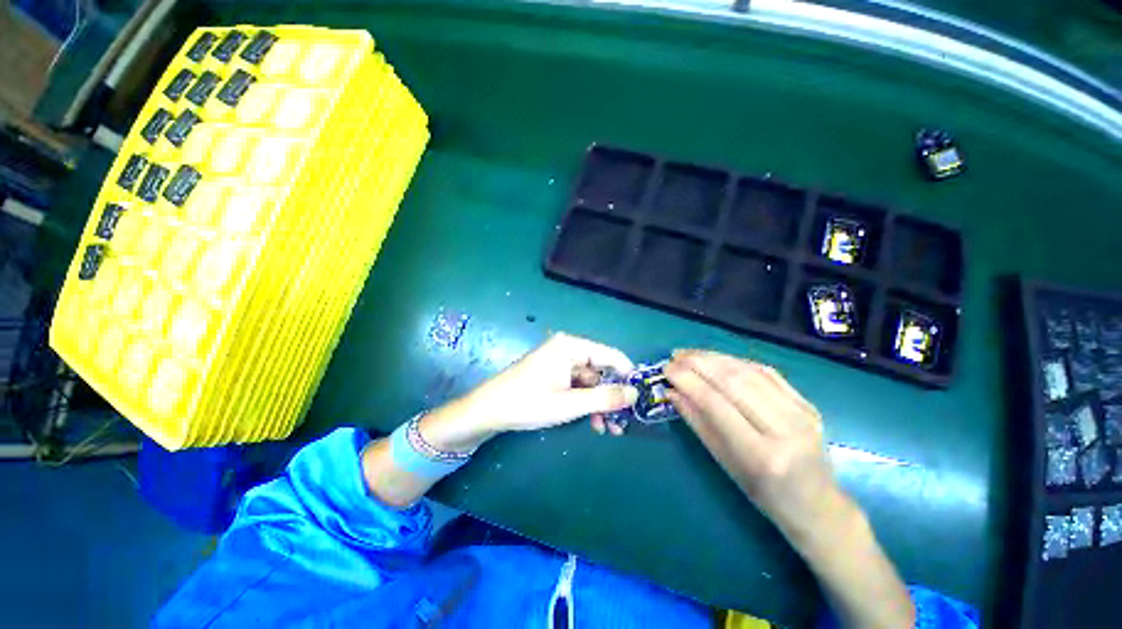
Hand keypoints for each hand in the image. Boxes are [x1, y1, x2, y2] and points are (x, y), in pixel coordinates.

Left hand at [419, 333, 638, 451]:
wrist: (487, 411)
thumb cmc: (527, 403)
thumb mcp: (569, 404)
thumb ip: (604, 398)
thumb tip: (634, 394)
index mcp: (571, 346)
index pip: (611, 355)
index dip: (627, 376)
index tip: (638, 399)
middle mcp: (567, 349)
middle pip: (601, 370)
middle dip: (611, 397)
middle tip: (622, 422)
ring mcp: (559, 361)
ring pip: (590, 381)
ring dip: (599, 404)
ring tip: (607, 429)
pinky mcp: (553, 373)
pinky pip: (577, 385)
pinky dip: (585, 402)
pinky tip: (591, 422)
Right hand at [664, 350, 851, 548]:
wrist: (818, 505)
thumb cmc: (764, 494)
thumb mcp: (724, 463)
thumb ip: (698, 423)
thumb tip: (672, 392)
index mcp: (761, 455)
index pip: (715, 404)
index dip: (687, 380)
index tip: (666, 369)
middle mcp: (785, 429)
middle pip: (733, 381)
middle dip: (698, 362)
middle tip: (674, 356)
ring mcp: (801, 413)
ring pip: (749, 371)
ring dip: (714, 357)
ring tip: (690, 354)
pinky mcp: (807, 403)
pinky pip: (767, 372)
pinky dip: (737, 361)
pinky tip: (718, 359)